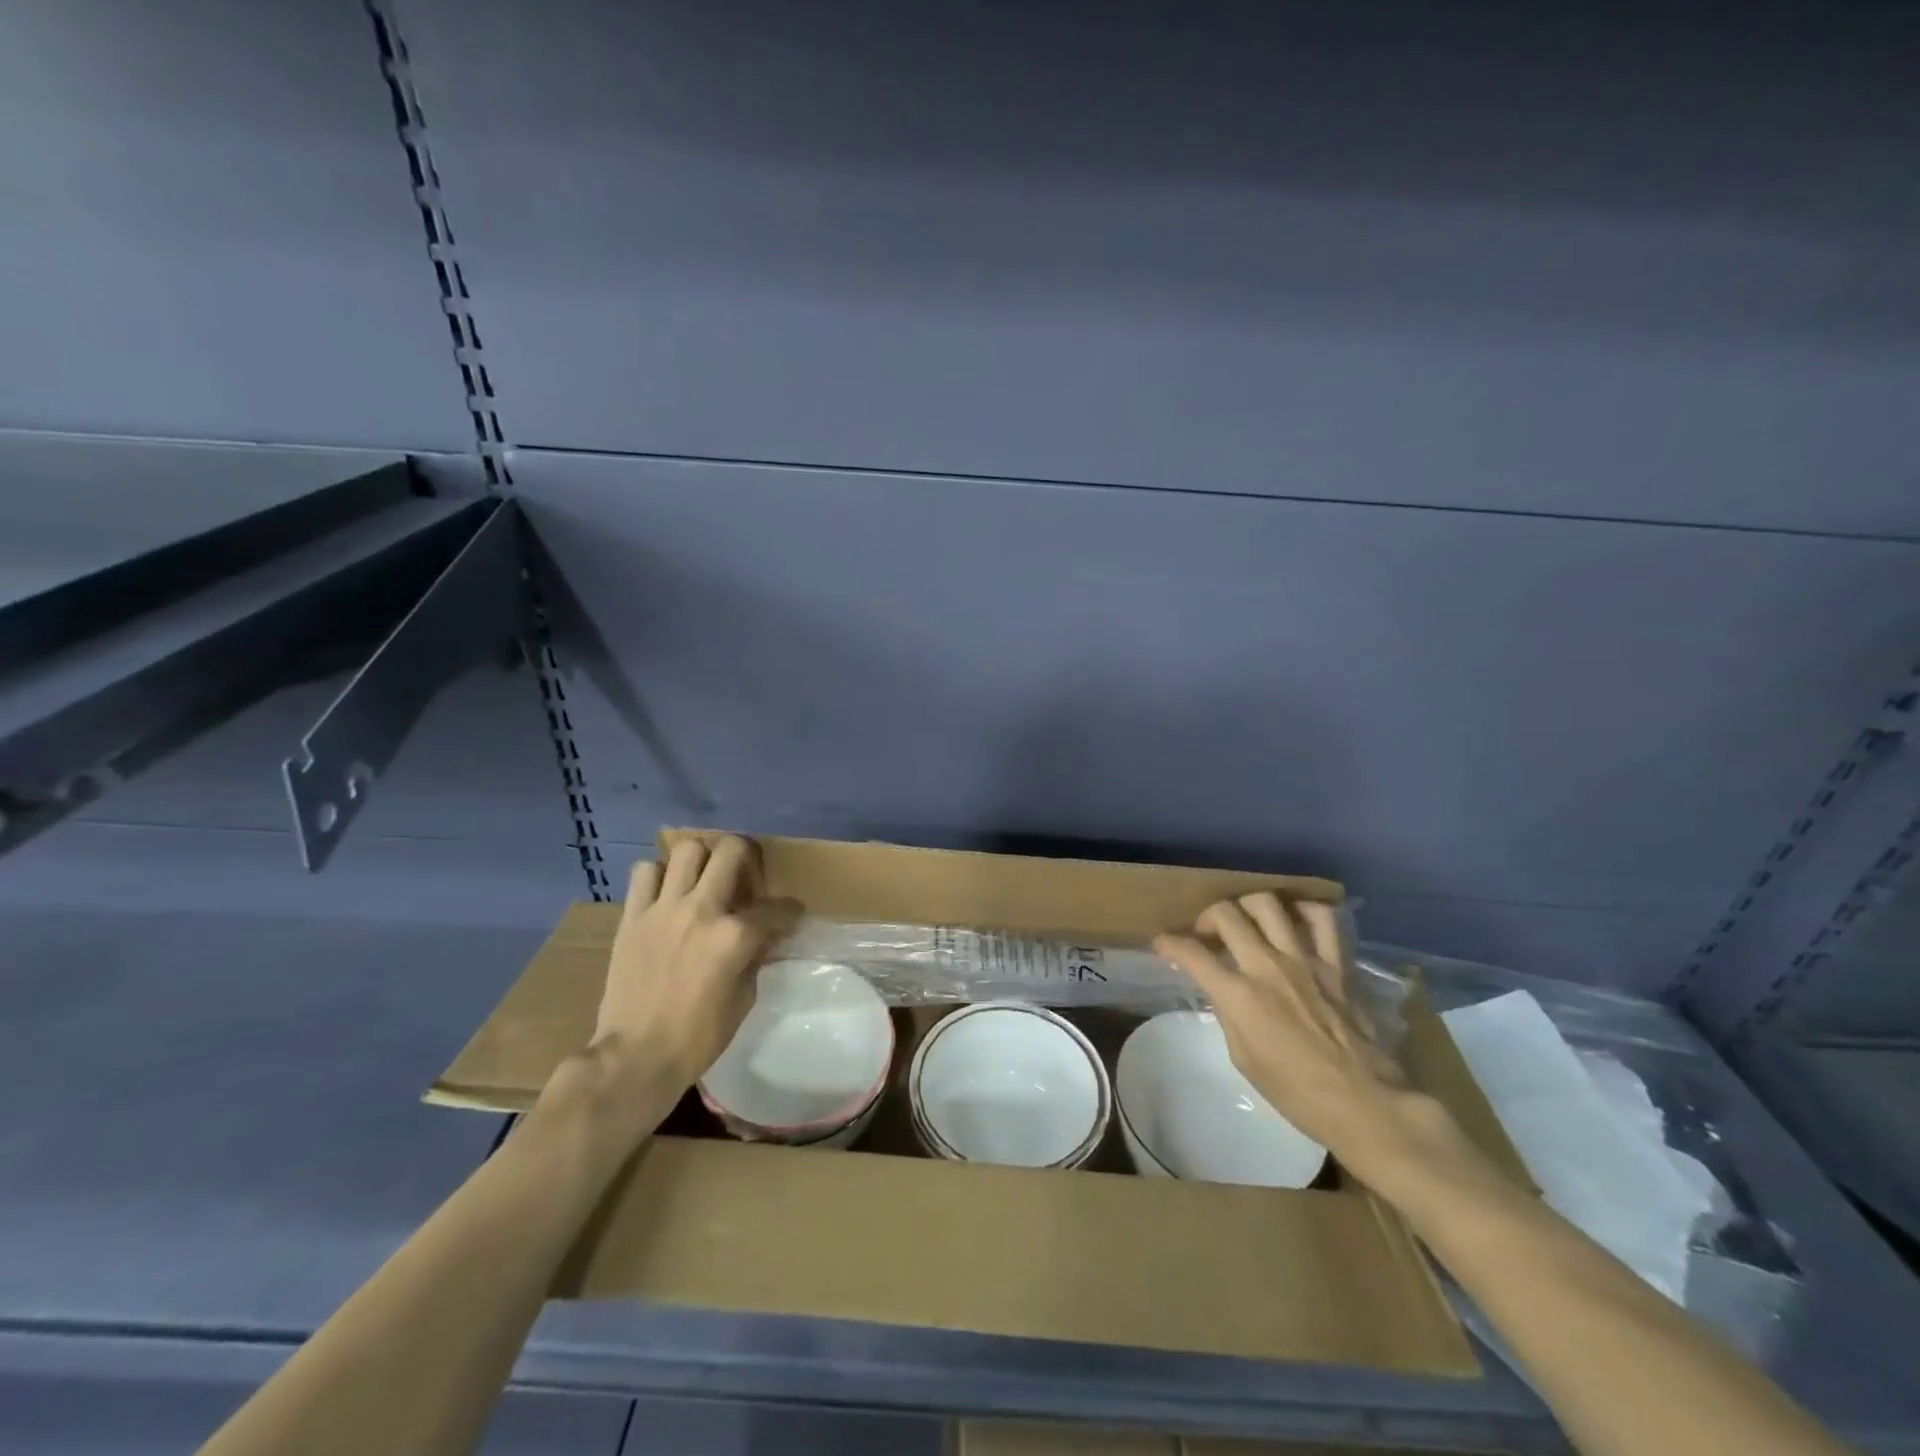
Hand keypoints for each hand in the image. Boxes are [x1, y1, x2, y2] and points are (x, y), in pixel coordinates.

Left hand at [594, 835, 800, 1093]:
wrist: (634, 1058)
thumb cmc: (697, 1038)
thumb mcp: (743, 1000)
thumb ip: (754, 959)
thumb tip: (761, 939)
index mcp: (734, 936)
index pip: (777, 908)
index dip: (790, 911)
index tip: (791, 916)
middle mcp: (702, 910)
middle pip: (732, 851)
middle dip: (750, 857)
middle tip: (747, 878)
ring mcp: (663, 909)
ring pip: (688, 849)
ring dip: (702, 861)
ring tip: (703, 881)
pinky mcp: (632, 916)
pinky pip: (645, 872)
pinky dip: (659, 876)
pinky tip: (666, 895)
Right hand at [1154, 893, 1481, 1197]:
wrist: (1365, 1103)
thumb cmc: (1296, 1093)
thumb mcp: (1243, 1059)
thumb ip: (1228, 1013)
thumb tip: (1221, 990)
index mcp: (1240, 996)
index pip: (1191, 954)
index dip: (1170, 944)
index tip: (1163, 944)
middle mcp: (1267, 967)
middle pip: (1227, 914)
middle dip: (1206, 917)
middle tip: (1207, 934)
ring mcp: (1305, 960)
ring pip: (1268, 904)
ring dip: (1248, 907)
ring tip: (1247, 922)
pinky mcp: (1336, 964)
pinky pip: (1322, 919)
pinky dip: (1303, 911)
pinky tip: (1294, 921)